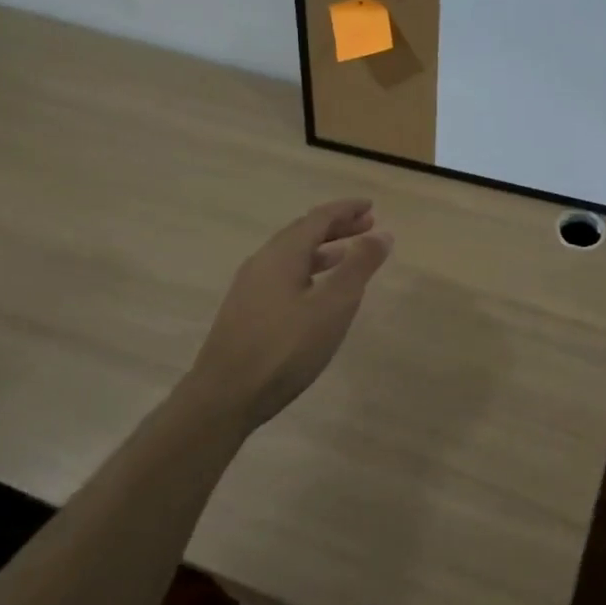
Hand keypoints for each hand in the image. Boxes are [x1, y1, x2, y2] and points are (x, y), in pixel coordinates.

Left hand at [193, 199, 393, 432]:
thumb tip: (382, 233)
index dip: (346, 209)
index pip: (318, 218)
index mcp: (282, 254)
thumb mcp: (333, 306)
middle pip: (303, 232)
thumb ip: (359, 267)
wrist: (224, 398)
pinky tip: (318, 291)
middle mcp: (263, 262)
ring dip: (323, 249)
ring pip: (292, 255)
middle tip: (367, 225)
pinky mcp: (246, 310)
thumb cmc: (285, 349)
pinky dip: (308, 269)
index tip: (371, 206)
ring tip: (349, 255)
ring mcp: (250, 287)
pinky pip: (283, 274)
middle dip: (336, 226)